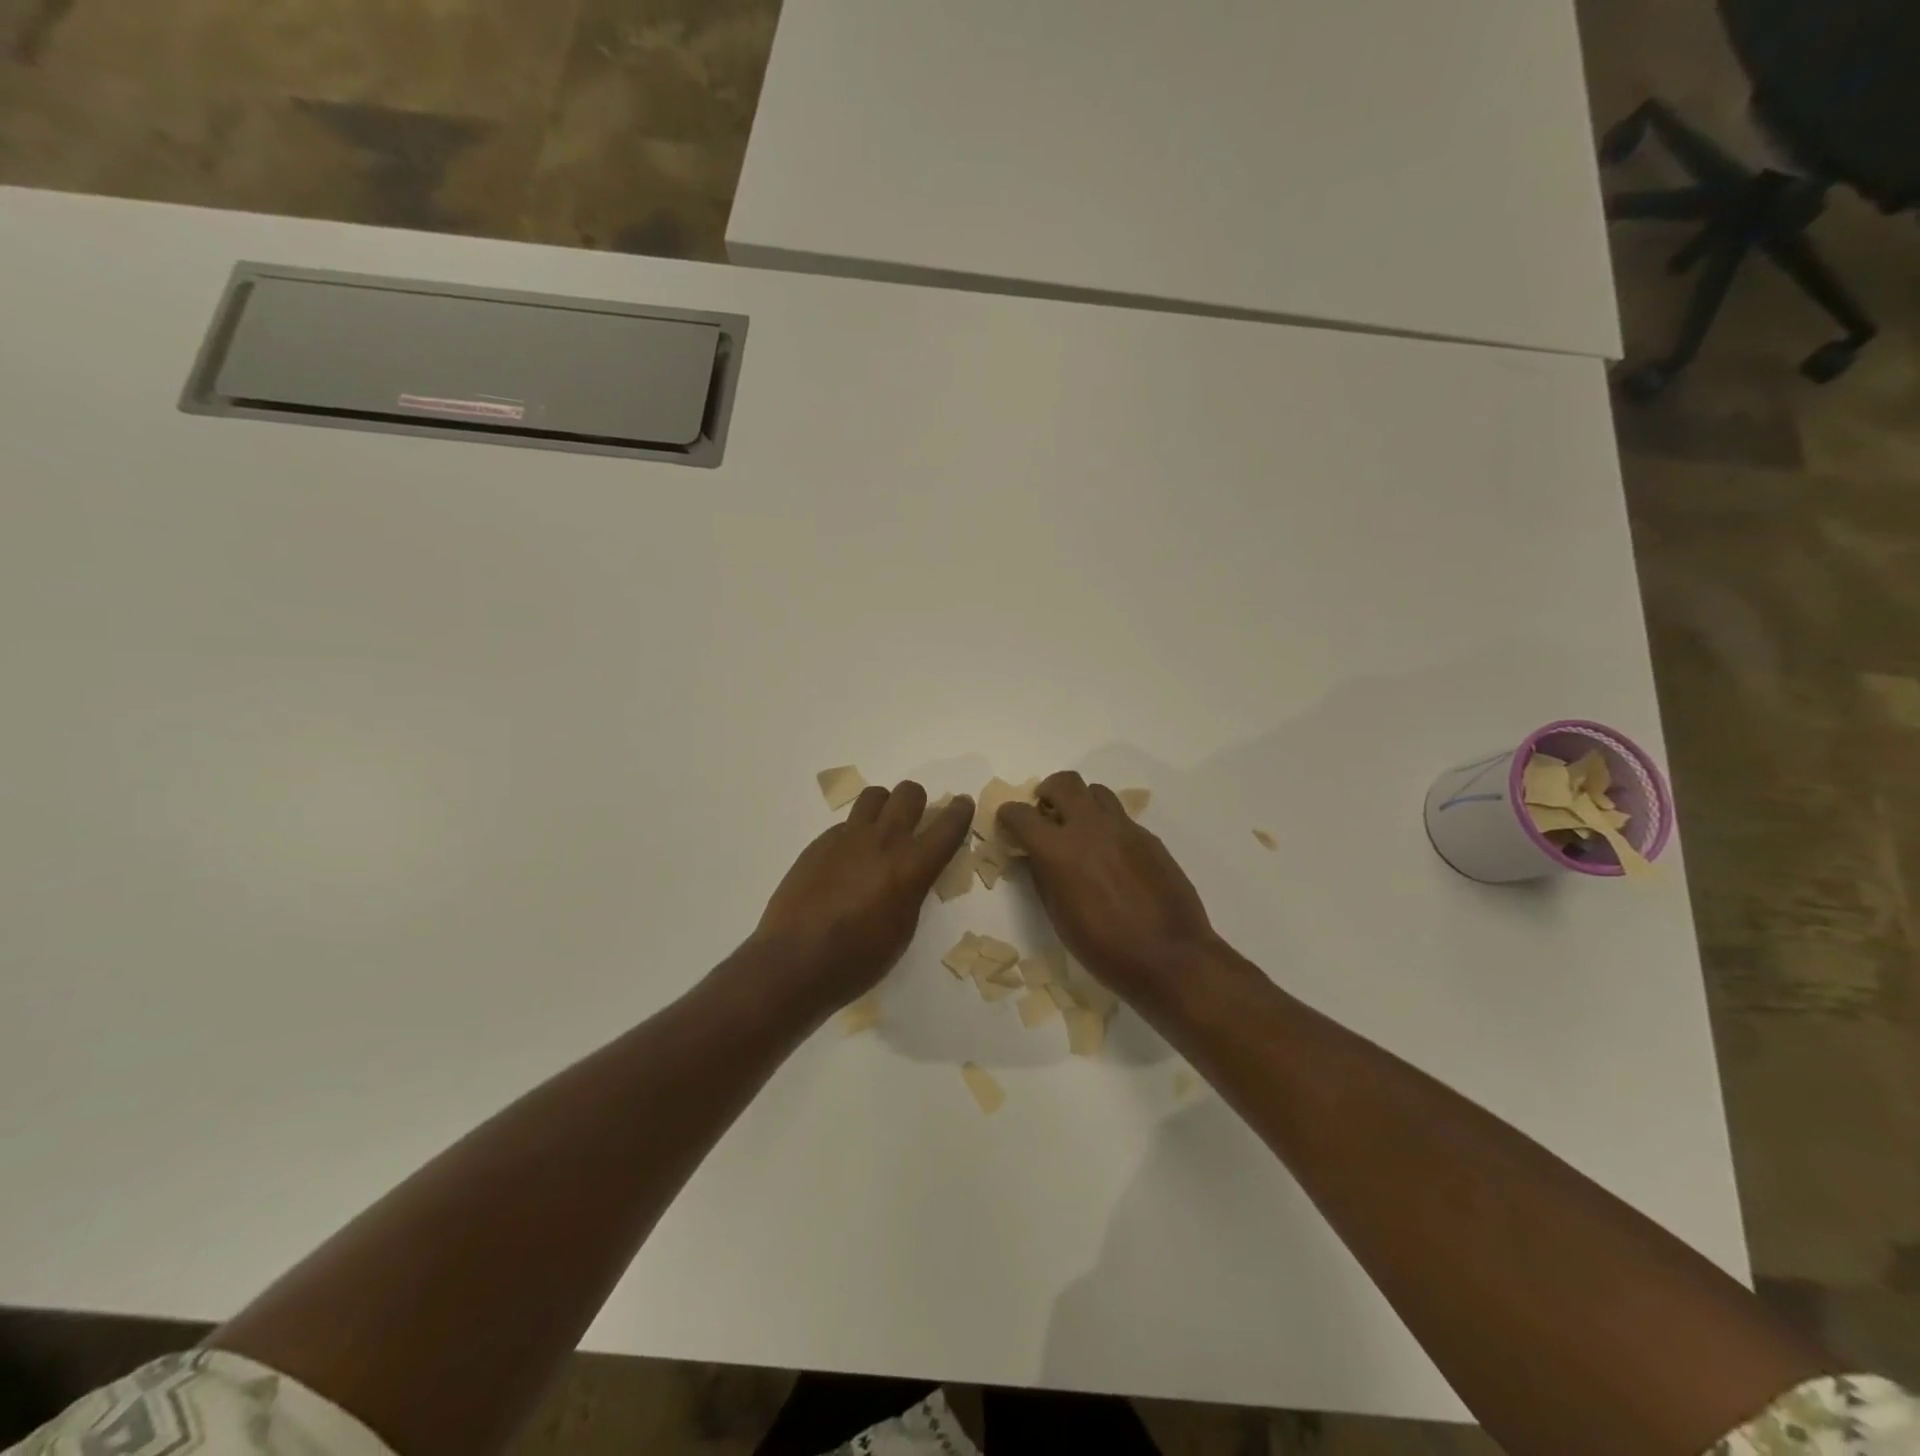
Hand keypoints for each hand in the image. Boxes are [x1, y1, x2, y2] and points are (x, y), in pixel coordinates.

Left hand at [751, 782, 974, 1009]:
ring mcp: (848, 837)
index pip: (947, 826)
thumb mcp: (903, 929)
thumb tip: (911, 873)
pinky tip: (847, 860)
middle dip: (919, 801)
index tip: (963, 803)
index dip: (960, 811)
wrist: (795, 960)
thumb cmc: (858, 959)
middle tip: (916, 820)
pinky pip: (846, 823)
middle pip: (909, 793)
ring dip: (885, 806)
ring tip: (881, 830)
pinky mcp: (820, 843)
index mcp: (911, 867)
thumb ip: (912, 890)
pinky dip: (856, 833)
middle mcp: (883, 841)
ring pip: (875, 796)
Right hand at [999, 772, 1222, 1008]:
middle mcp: (1090, 828)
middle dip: (1047, 791)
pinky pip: (1121, 817)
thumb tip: (1036, 857)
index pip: (1021, 814)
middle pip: (1064, 783)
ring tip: (1079, 827)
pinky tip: (1110, 853)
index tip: (1008, 823)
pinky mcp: (1149, 838)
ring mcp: (1124, 829)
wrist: (1170, 957)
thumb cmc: (1105, 948)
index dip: (1008, 815)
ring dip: (1081, 802)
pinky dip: (1106, 825)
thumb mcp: (1060, 917)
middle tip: (1045, 812)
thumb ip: (1044, 877)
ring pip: (1096, 792)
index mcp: (1059, 851)